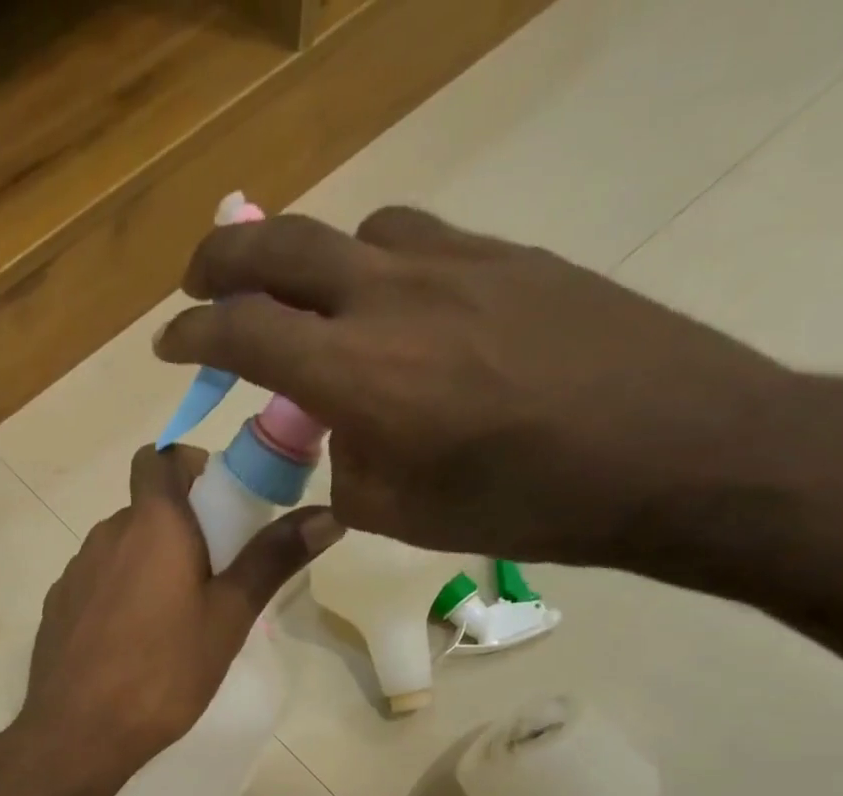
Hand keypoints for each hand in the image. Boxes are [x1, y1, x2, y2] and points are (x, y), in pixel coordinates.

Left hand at [17, 444, 341, 789]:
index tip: (219, 503)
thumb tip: (330, 514)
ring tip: (175, 618)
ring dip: (149, 563)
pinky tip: (133, 643)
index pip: (159, 456)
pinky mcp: (57, 608)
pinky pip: (96, 582)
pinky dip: (119, 593)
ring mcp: (74, 572)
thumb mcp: (228, 619)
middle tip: (214, 575)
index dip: (189, 466)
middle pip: (145, 507)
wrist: (77, 733)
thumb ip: (273, 560)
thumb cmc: (163, 673)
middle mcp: (106, 535)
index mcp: (152, 524)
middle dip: (180, 526)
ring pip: (120, 548)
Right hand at [154, 205, 808, 572]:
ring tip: (312, 306)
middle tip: (198, 282)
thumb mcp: (403, 515)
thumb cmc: (524, 505)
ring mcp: (455, 262)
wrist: (672, 451)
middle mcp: (391, 297)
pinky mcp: (509, 255)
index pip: (244, 332)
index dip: (194, 334)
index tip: (170, 344)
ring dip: (311, 263)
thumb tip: (342, 437)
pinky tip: (401, 309)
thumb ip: (347, 469)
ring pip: (353, 233)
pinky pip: (418, 241)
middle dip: (221, 260)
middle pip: (280, 247)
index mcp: (357, 373)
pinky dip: (380, 266)